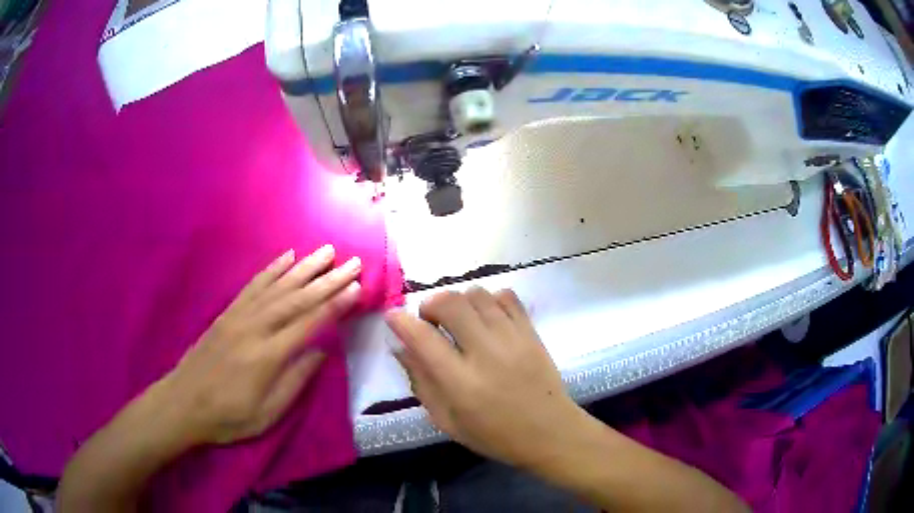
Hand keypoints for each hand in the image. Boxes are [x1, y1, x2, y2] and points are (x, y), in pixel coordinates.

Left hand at [158, 245, 361, 445]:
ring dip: (305, 266)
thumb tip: (321, 352)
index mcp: (267, 355)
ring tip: (326, 251)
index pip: (309, 323)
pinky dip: (272, 269)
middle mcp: (255, 328)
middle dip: (328, 279)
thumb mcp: (267, 413)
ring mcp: (239, 316)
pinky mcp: (227, 312)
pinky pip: (253, 285)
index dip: (335, 304)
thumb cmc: (228, 416)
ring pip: (277, 286)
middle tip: (353, 262)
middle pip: (297, 298)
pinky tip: (287, 257)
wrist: (183, 402)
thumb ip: (295, 381)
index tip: (357, 287)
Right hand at [386, 288, 583, 468]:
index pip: (423, 338)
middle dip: (430, 304)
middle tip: (430, 321)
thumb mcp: (447, 420)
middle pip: (451, 303)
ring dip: (459, 300)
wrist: (550, 432)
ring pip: (477, 294)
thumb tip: (401, 347)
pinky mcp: (532, 331)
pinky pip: (506, 296)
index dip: (401, 321)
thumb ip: (421, 382)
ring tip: (459, 320)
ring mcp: (513, 338)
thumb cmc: (495, 435)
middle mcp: (486, 354)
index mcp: (461, 384)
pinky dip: (489, 299)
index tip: (393, 316)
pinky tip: (486, 317)